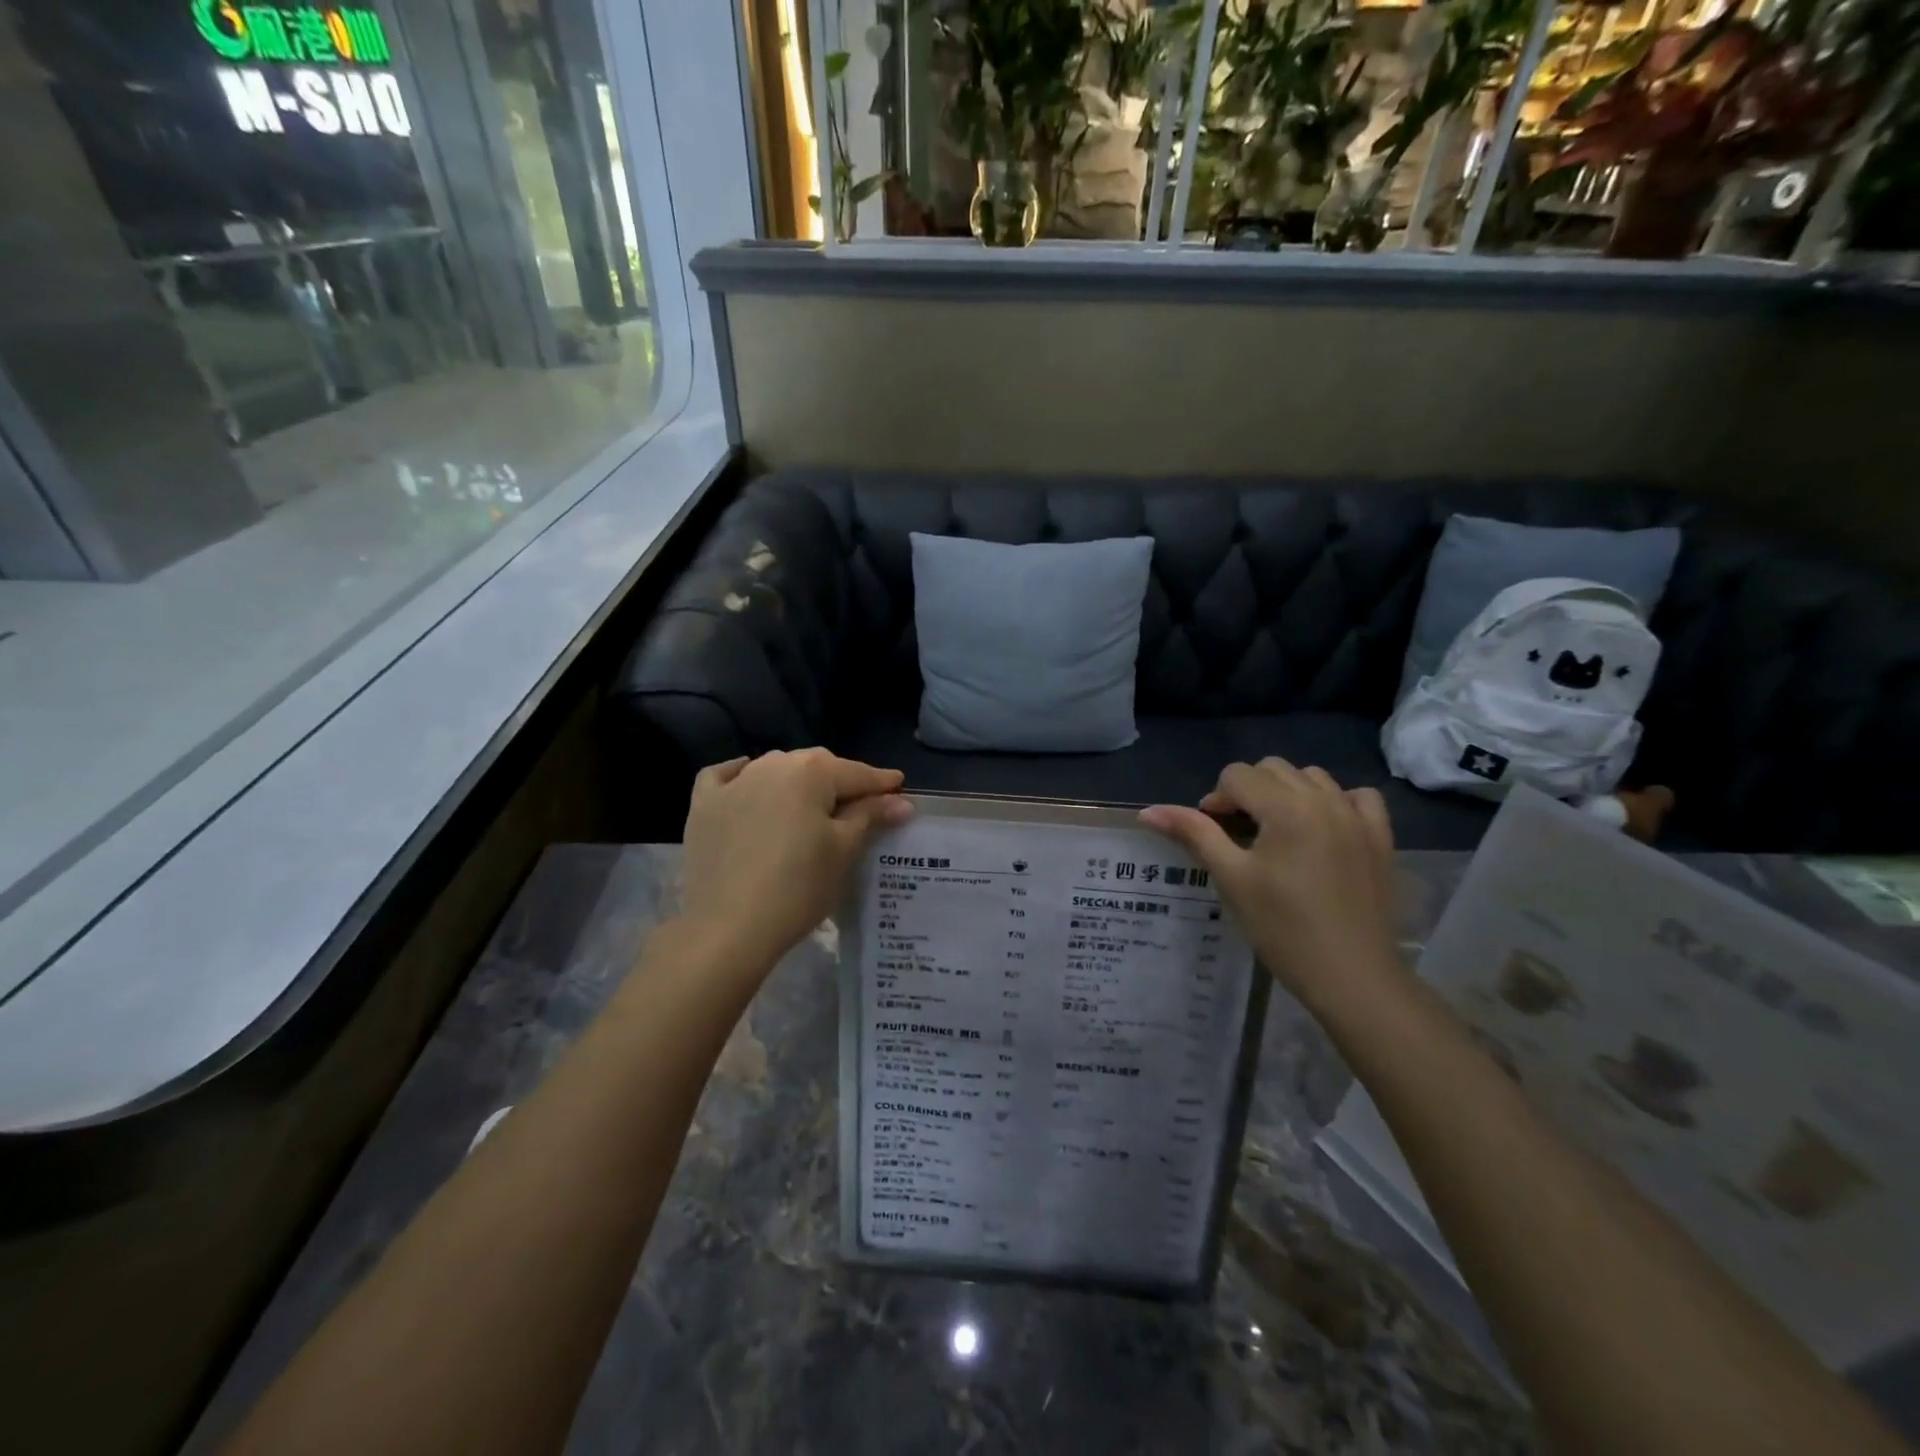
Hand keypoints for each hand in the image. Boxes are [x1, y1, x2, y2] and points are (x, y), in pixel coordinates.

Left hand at [680, 749, 912, 973]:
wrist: (729, 928)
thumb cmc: (798, 887)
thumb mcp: (844, 850)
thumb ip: (870, 816)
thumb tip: (900, 801)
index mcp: (810, 772)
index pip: (857, 773)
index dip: (882, 783)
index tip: (900, 788)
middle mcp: (771, 765)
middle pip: (816, 766)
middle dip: (841, 780)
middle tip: (861, 805)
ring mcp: (733, 783)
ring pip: (775, 769)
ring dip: (797, 780)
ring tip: (811, 804)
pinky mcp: (703, 806)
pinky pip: (725, 778)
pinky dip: (741, 777)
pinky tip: (748, 783)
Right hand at [1140, 760, 1400, 1009]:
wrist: (1351, 975)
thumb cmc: (1282, 928)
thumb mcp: (1231, 878)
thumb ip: (1193, 834)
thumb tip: (1148, 811)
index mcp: (1285, 807)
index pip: (1237, 775)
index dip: (1216, 800)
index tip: (1214, 835)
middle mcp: (1323, 799)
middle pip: (1272, 769)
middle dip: (1248, 791)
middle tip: (1240, 834)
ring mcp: (1357, 816)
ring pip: (1312, 777)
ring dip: (1287, 793)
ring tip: (1278, 832)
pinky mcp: (1380, 837)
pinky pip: (1357, 797)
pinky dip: (1335, 801)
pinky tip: (1324, 828)